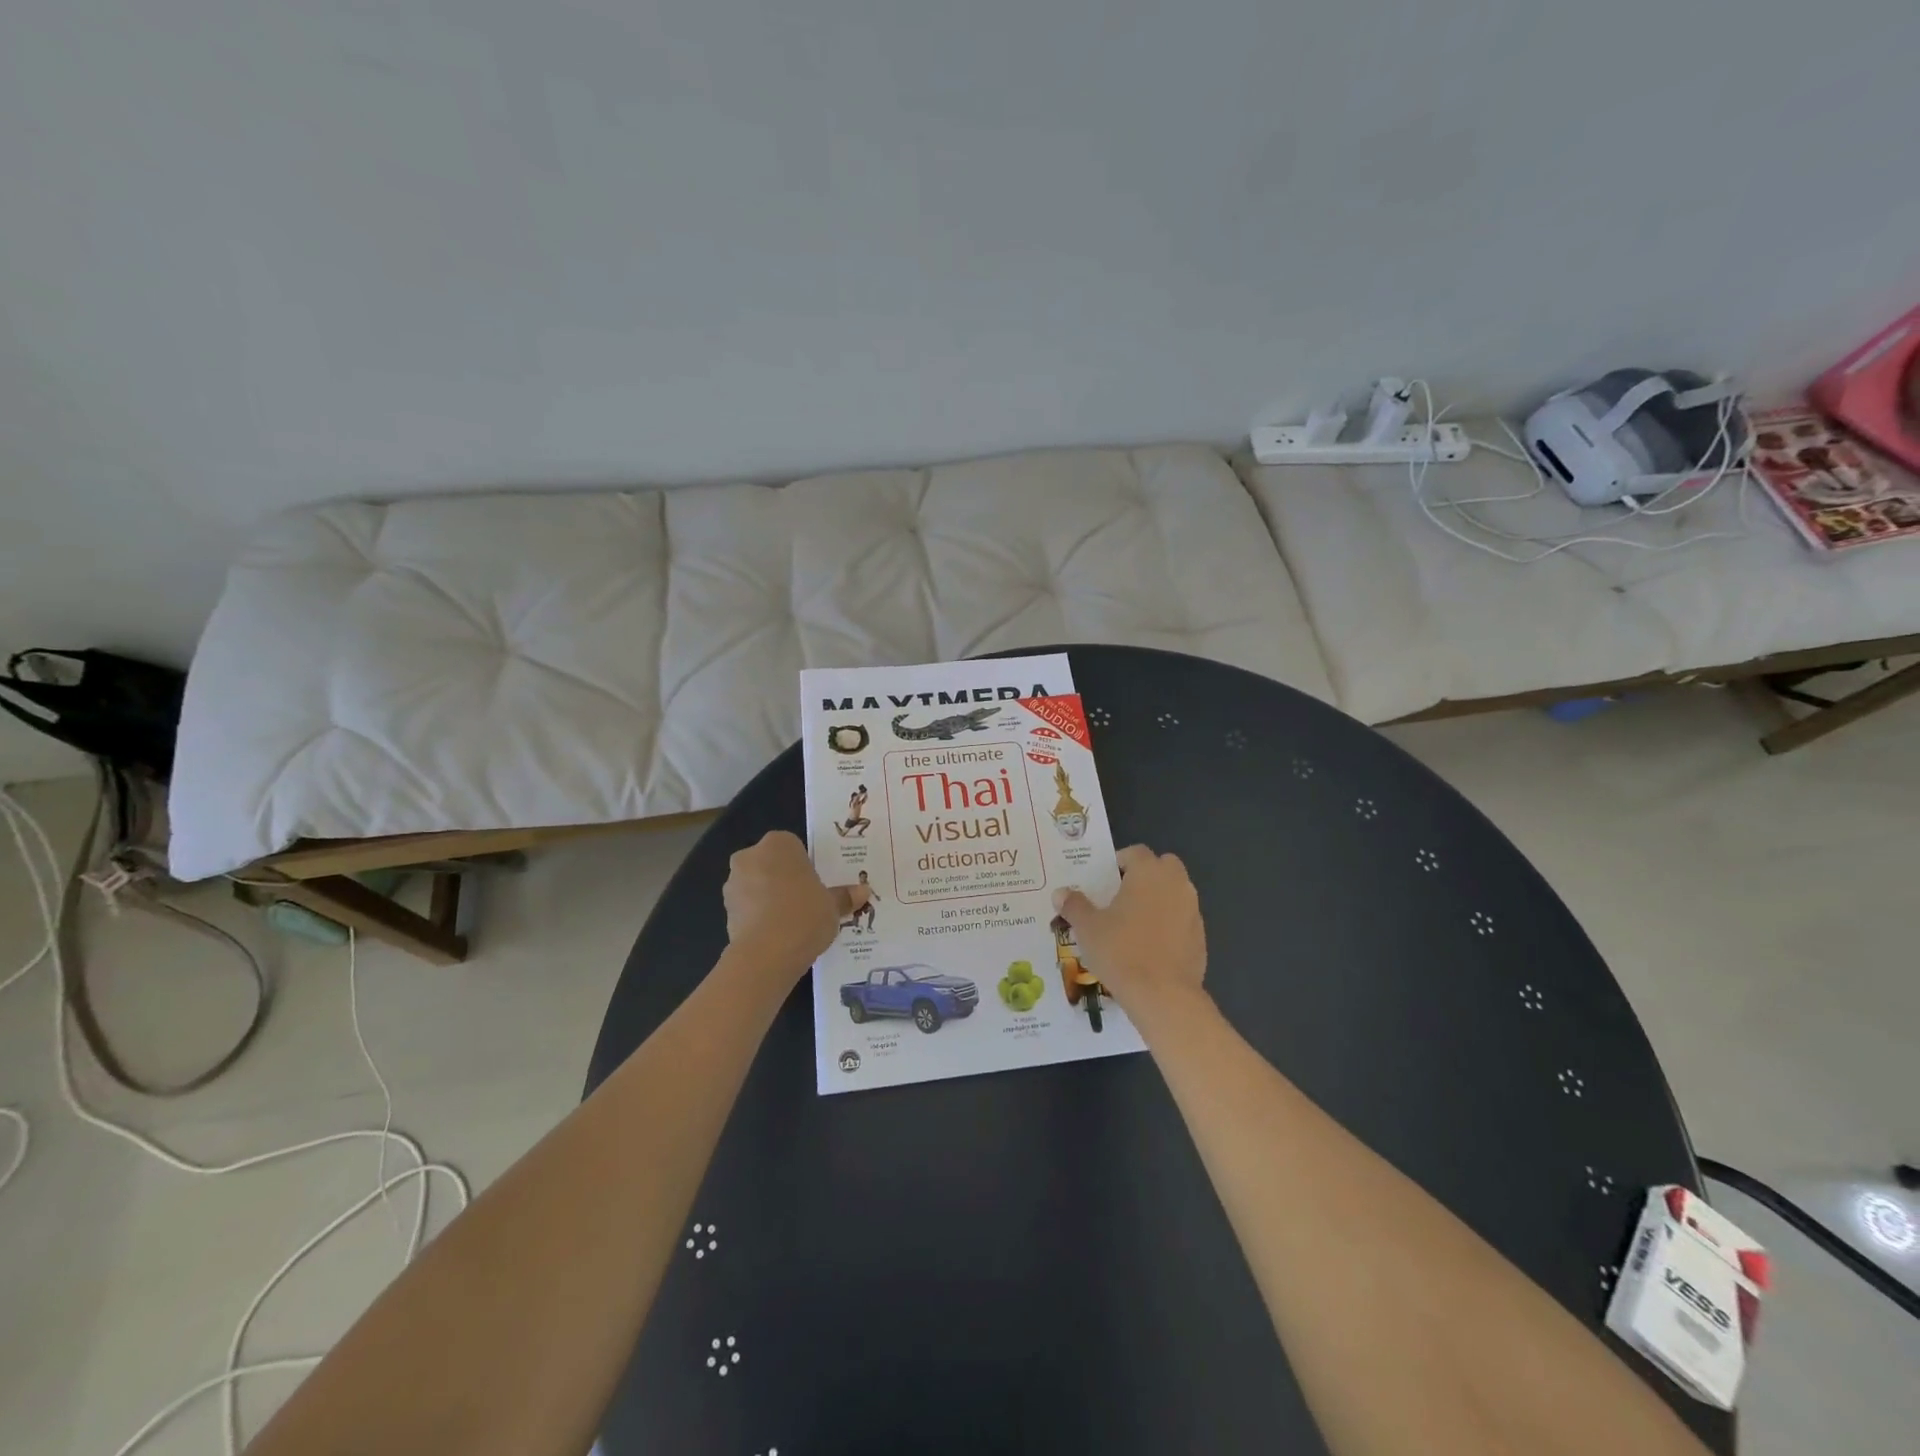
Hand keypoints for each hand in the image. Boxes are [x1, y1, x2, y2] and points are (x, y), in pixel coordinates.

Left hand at [722, 831, 865, 980]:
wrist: (766, 954)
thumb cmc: (805, 915)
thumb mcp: (833, 906)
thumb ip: (844, 897)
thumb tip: (863, 892)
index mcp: (779, 844)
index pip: (793, 846)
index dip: (805, 866)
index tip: (816, 884)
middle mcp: (751, 856)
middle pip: (772, 864)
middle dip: (784, 879)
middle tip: (806, 902)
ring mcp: (734, 883)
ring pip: (756, 885)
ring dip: (769, 898)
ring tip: (791, 923)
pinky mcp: (725, 911)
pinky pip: (748, 908)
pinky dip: (759, 917)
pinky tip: (776, 936)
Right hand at [1052, 845, 1205, 1006]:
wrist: (1163, 996)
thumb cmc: (1120, 951)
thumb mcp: (1087, 928)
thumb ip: (1074, 905)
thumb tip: (1060, 893)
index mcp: (1149, 872)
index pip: (1136, 852)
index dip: (1119, 862)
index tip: (1104, 881)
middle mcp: (1176, 884)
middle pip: (1163, 866)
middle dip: (1145, 875)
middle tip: (1122, 896)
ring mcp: (1193, 910)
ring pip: (1175, 892)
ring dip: (1158, 899)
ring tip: (1134, 923)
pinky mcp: (1201, 937)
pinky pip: (1182, 919)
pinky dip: (1169, 924)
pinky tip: (1151, 947)